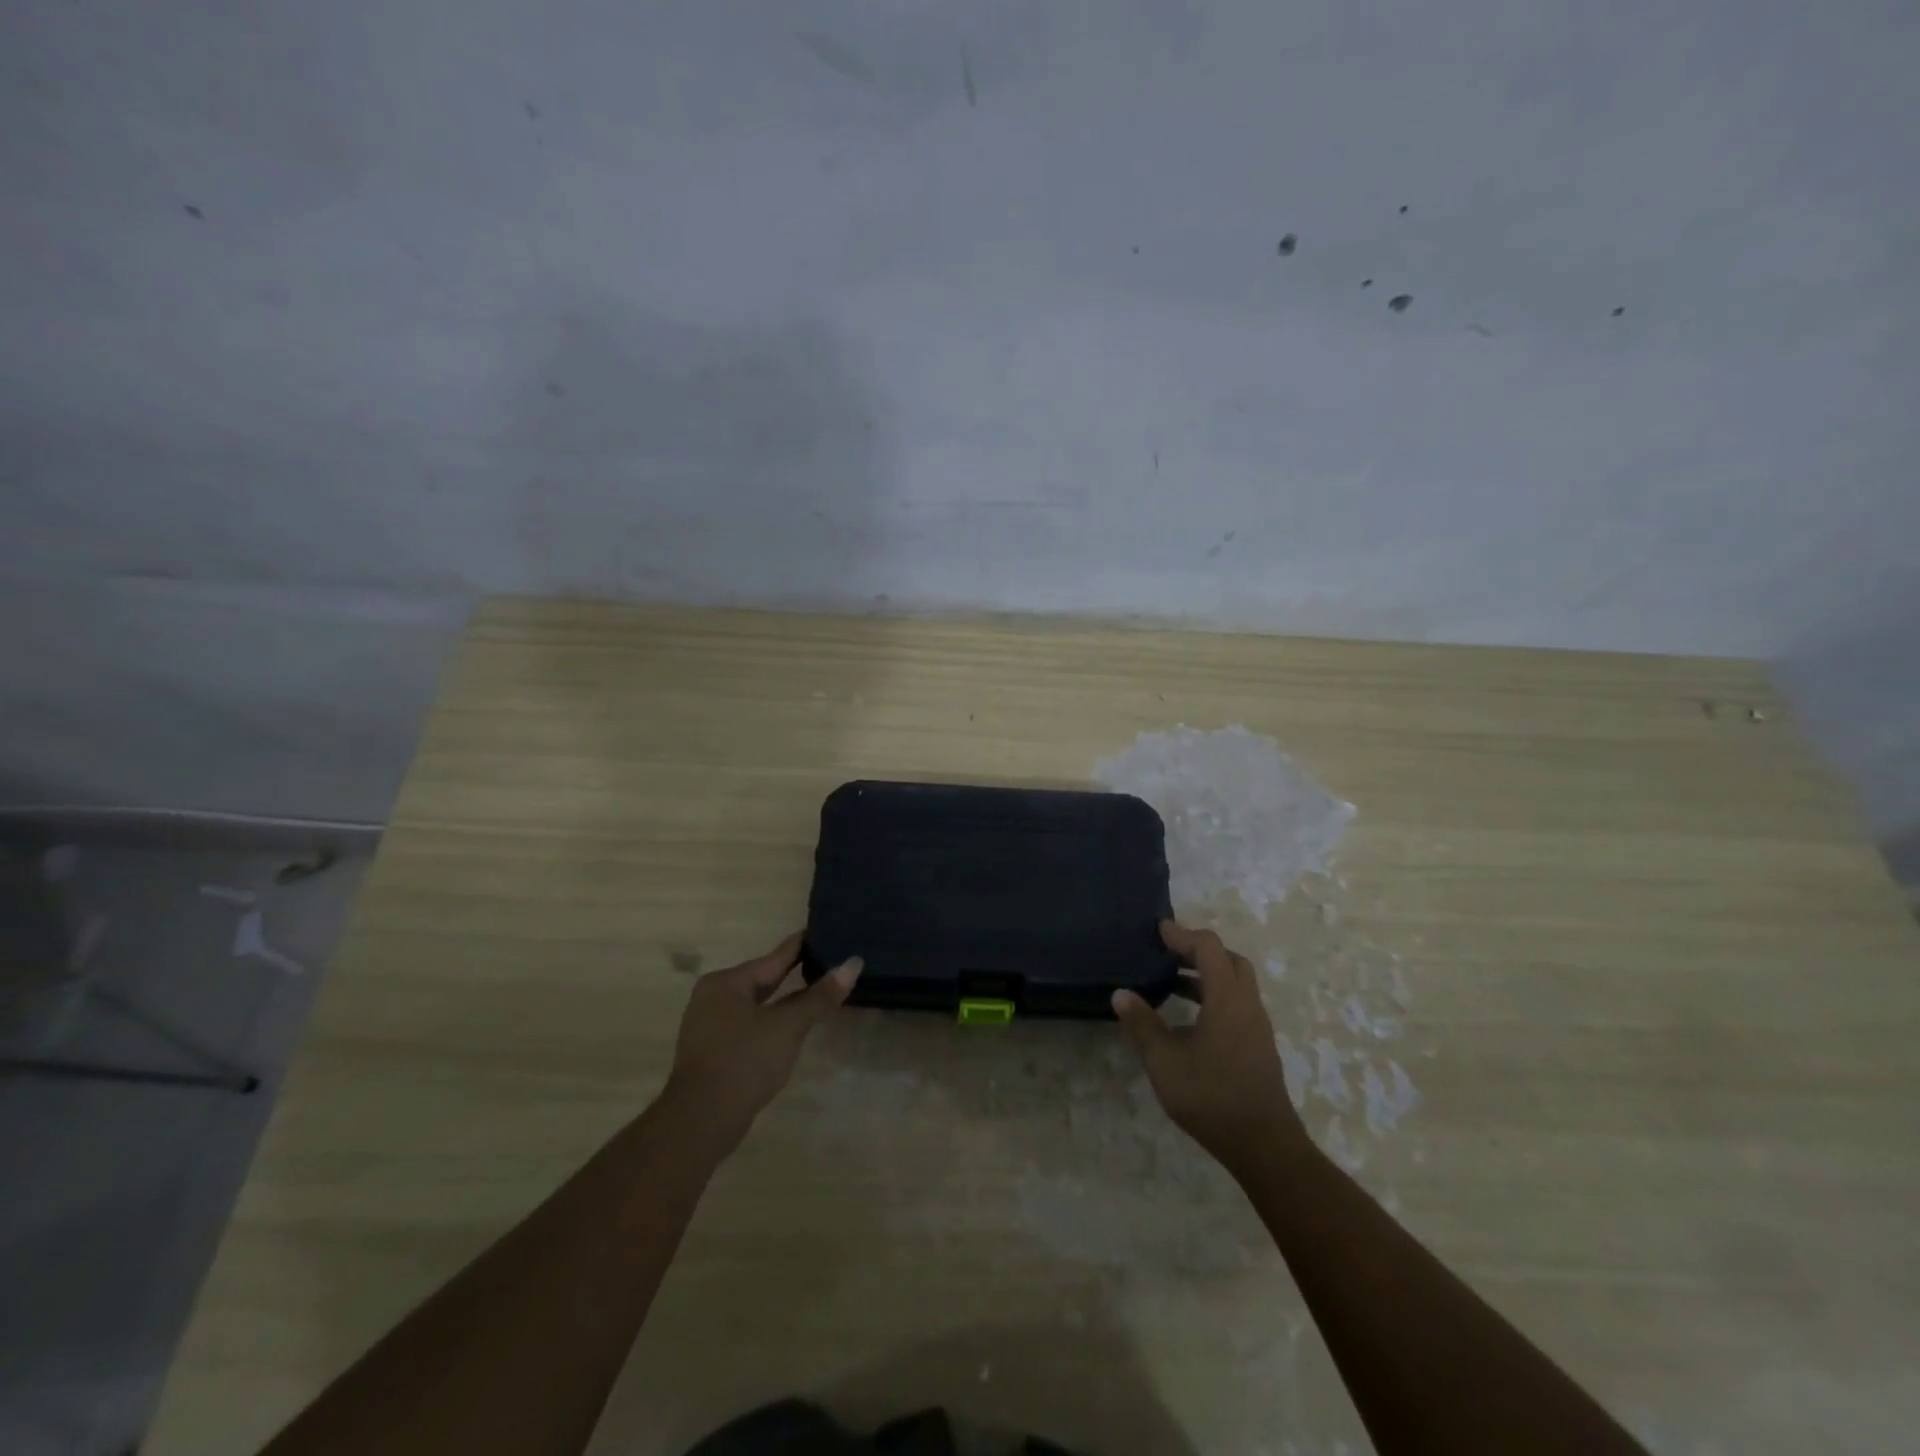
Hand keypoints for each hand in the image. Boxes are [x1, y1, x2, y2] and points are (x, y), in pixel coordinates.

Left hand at [661, 932, 860, 1155]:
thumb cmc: (744, 1061)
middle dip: (794, 973)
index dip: (802, 946)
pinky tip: (791, 1025)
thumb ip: (820, 996)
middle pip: (763, 978)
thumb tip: (853, 964)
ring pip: (756, 1003)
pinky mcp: (713, 1050)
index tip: (825, 931)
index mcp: (727, 982)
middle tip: (828, 960)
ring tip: (817, 990)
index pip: (774, 957)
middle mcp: (713, 996)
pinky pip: (749, 1023)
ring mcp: (710, 1025)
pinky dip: (771, 1020)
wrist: (701, 1122)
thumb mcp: (788, 1026)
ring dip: (784, 999)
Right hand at [1112, 920, 1308, 1175]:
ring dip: (1207, 975)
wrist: (1264, 1146)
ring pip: (1236, 983)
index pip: (1208, 948)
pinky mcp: (1258, 1046)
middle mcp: (1247, 1005)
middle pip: (1229, 960)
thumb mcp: (1165, 1061)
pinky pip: (1237, 1004)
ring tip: (1173, 982)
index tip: (1158, 931)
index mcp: (1227, 998)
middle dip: (1199, 950)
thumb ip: (1142, 1025)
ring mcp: (1257, 1027)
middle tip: (1169, 953)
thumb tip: (1121, 994)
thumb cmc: (1212, 1097)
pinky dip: (1214, 996)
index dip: (1182, 934)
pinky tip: (1190, 1020)